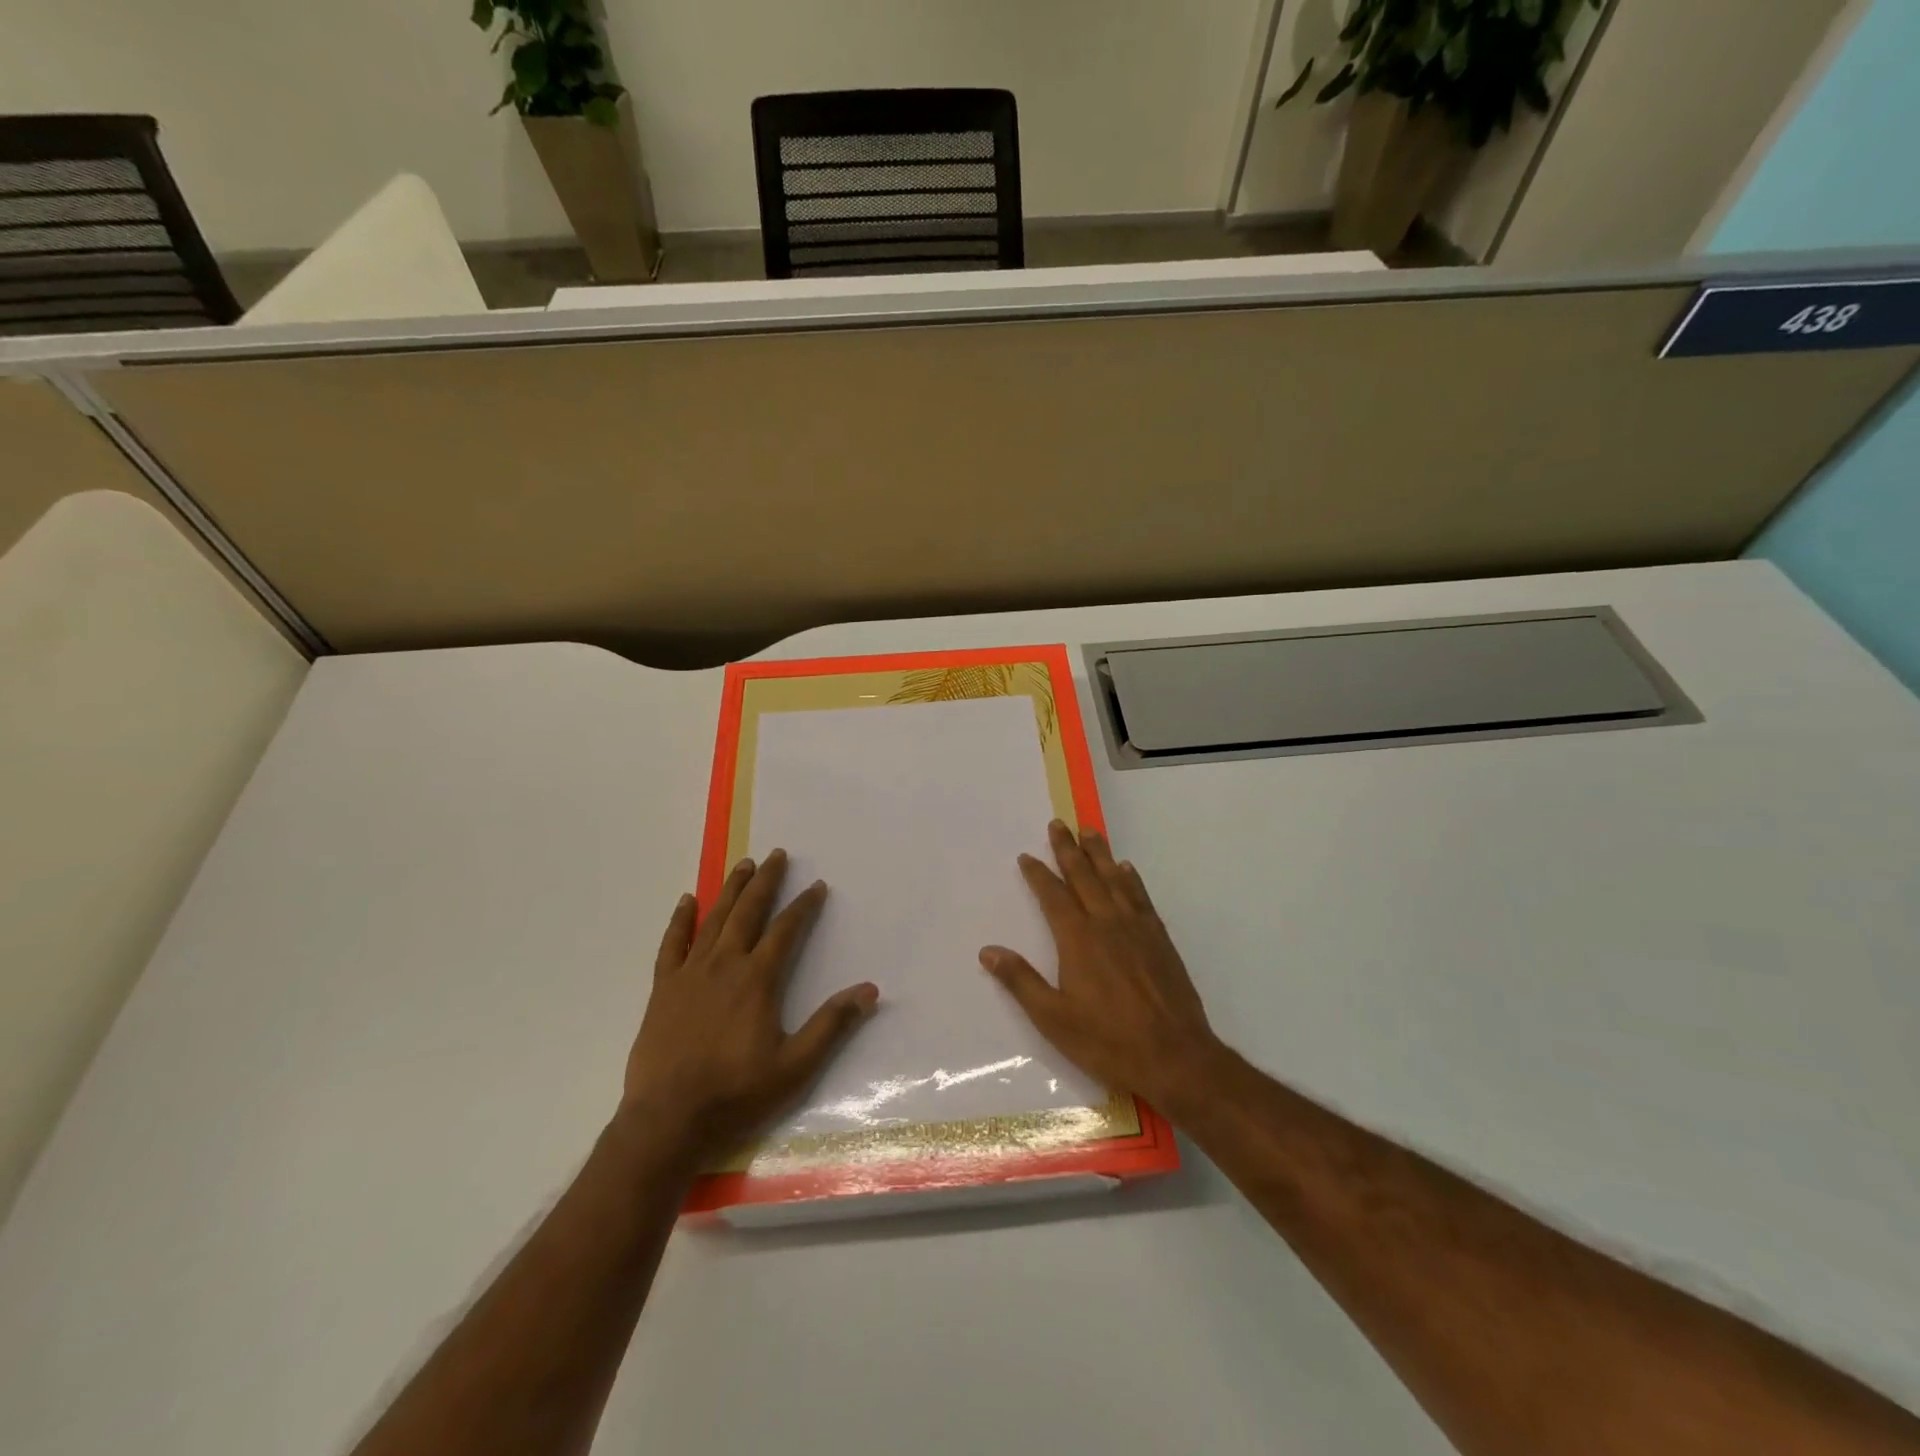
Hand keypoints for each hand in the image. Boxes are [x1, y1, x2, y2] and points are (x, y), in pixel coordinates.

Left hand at [623, 851, 878, 1167]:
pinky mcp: (663, 989)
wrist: (667, 1121)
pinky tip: (688, 901)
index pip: (786, 930)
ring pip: (714, 919)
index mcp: (757, 979)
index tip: (816, 885)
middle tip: (776, 854)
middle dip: (765, 881)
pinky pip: (672, 943)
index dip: (803, 906)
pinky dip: (680, 920)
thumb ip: (831, 1025)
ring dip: (730, 890)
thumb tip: (870, 990)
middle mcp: (724, 965)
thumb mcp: (795, 1067)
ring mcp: (690, 973)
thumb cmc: (736, 1094)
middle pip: (748, 912)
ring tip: (743, 864)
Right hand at [980, 821, 1221, 1115]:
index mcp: (1078, 939)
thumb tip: (988, 951)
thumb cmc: (1108, 1041)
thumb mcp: (1053, 1018)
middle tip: (1058, 824)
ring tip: (1090, 831)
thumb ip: (1021, 981)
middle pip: (1084, 877)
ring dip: (1100, 854)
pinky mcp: (1159, 939)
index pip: (1053, 896)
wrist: (1175, 1057)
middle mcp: (1107, 923)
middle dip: (1068, 850)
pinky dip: (1131, 879)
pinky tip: (1127, 869)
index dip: (1038, 874)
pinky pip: (1141, 897)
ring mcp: (1137, 928)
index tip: (1026, 855)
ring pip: (1115, 879)